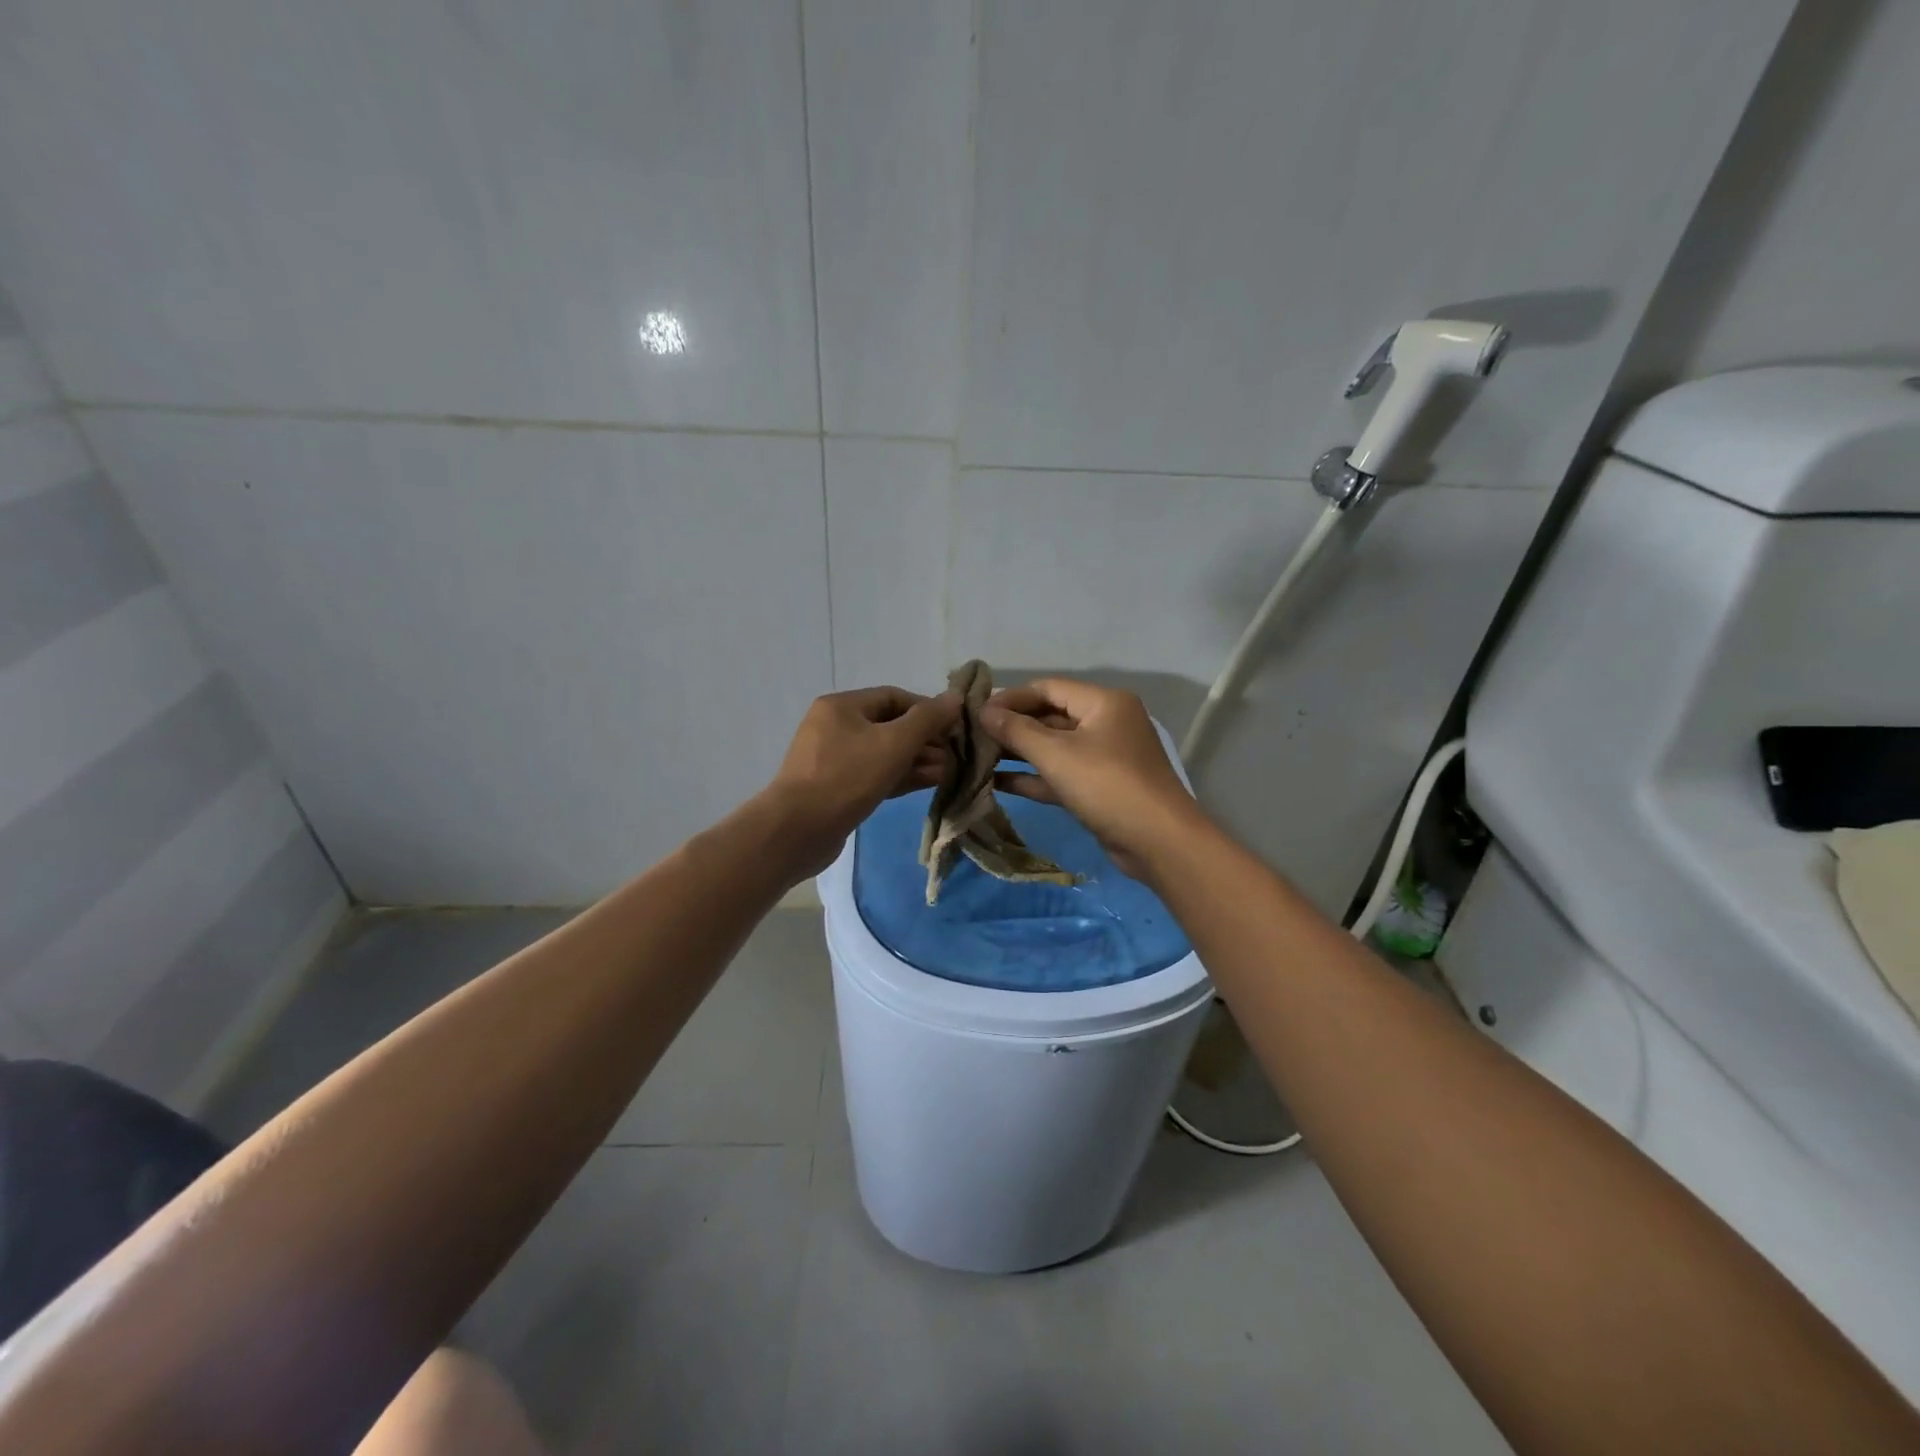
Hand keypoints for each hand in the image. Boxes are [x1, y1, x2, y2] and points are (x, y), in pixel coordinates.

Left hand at [765, 686, 960, 876]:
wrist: (797, 831)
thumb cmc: (846, 777)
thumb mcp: (893, 743)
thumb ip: (927, 719)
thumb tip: (955, 697)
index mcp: (842, 706)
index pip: (895, 697)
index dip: (928, 709)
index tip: (956, 727)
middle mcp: (835, 727)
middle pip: (890, 725)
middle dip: (925, 739)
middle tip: (956, 754)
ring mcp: (834, 759)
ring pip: (884, 753)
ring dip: (917, 760)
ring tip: (949, 771)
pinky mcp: (837, 788)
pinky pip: (875, 774)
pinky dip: (901, 776)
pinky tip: (929, 782)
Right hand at [981, 678, 1204, 880]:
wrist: (1158, 842)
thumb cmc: (1107, 785)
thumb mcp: (1057, 754)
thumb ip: (1017, 731)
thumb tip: (983, 711)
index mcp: (1103, 702)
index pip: (1048, 688)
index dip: (1011, 697)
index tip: (976, 711)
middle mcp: (1105, 723)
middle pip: (1050, 716)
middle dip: (1012, 726)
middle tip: (972, 737)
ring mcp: (1103, 757)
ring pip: (1054, 748)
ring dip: (1019, 753)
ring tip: (977, 758)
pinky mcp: (1099, 788)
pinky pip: (1060, 774)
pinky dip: (1033, 777)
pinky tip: (997, 782)